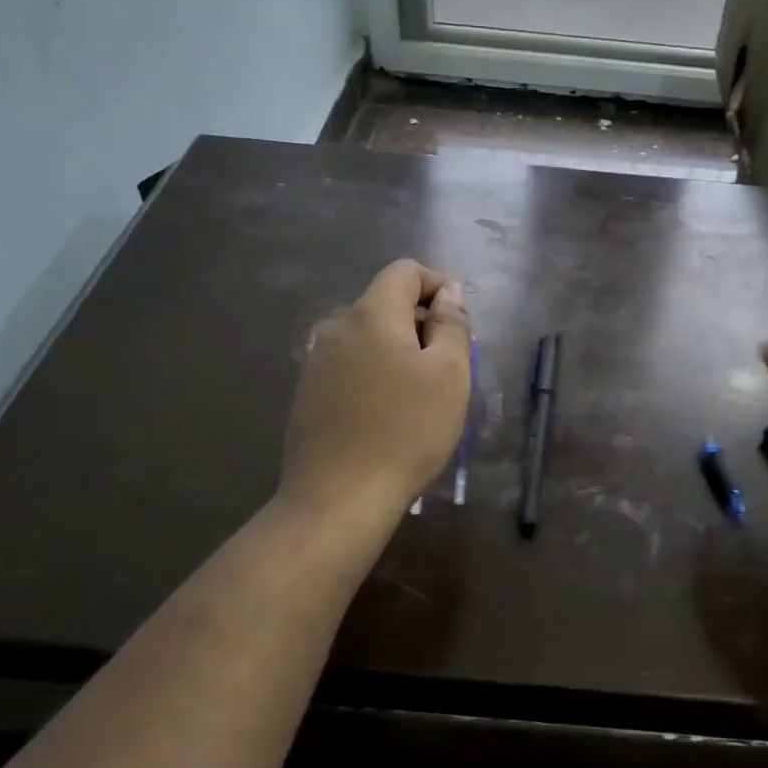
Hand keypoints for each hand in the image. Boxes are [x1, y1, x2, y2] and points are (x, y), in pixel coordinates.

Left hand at [282, 259, 471, 515]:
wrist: (338, 496)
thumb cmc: (406, 432)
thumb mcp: (449, 375)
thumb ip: (452, 324)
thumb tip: (450, 291)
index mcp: (371, 314)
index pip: (405, 271)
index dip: (438, 286)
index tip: (459, 325)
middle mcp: (337, 327)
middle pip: (385, 303)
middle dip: (421, 324)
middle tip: (447, 369)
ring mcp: (316, 361)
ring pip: (368, 338)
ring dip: (398, 352)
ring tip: (418, 397)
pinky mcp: (308, 393)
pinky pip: (350, 366)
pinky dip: (375, 374)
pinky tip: (386, 416)